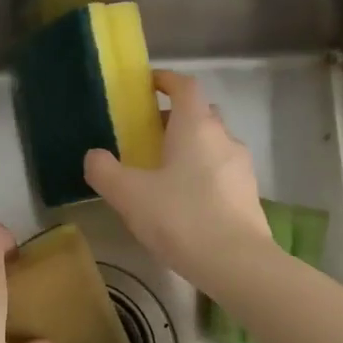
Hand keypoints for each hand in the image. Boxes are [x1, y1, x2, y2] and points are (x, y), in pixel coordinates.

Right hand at [84, 70, 271, 293]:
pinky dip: (203, 175)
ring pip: (213, 144)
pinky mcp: (248, 195)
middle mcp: (223, 137)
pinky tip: (185, 202)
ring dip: (190, 149)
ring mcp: (241, 166)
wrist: (236, 262)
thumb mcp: (129, 195)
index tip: (148, 84)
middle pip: (200, 114)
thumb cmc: (180, 217)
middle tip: (148, 136)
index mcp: (195, 126)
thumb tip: (94, 156)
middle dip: (175, 118)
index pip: (184, 86)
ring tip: (164, 173)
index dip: (166, 80)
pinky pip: (221, 172)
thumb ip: (104, 171)